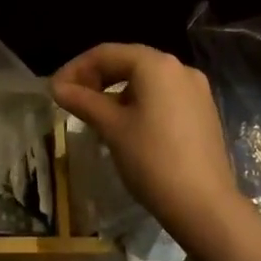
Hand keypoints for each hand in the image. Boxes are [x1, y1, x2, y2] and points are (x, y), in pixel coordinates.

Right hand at [51, 43, 248, 252]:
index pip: (107, 54)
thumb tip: (57, 87)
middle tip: (72, 100)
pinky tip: (127, 126)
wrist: (205, 206)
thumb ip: (83, 101)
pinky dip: (141, 103)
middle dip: (97, 78)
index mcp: (156, 64)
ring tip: (96, 116)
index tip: (56, 90)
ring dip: (118, 92)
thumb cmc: (152, 160)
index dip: (77, 68)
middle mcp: (179, 68)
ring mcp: (196, 90)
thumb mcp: (112, 128)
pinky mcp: (204, 112)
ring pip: (147, 80)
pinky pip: (164, 96)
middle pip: (129, 62)